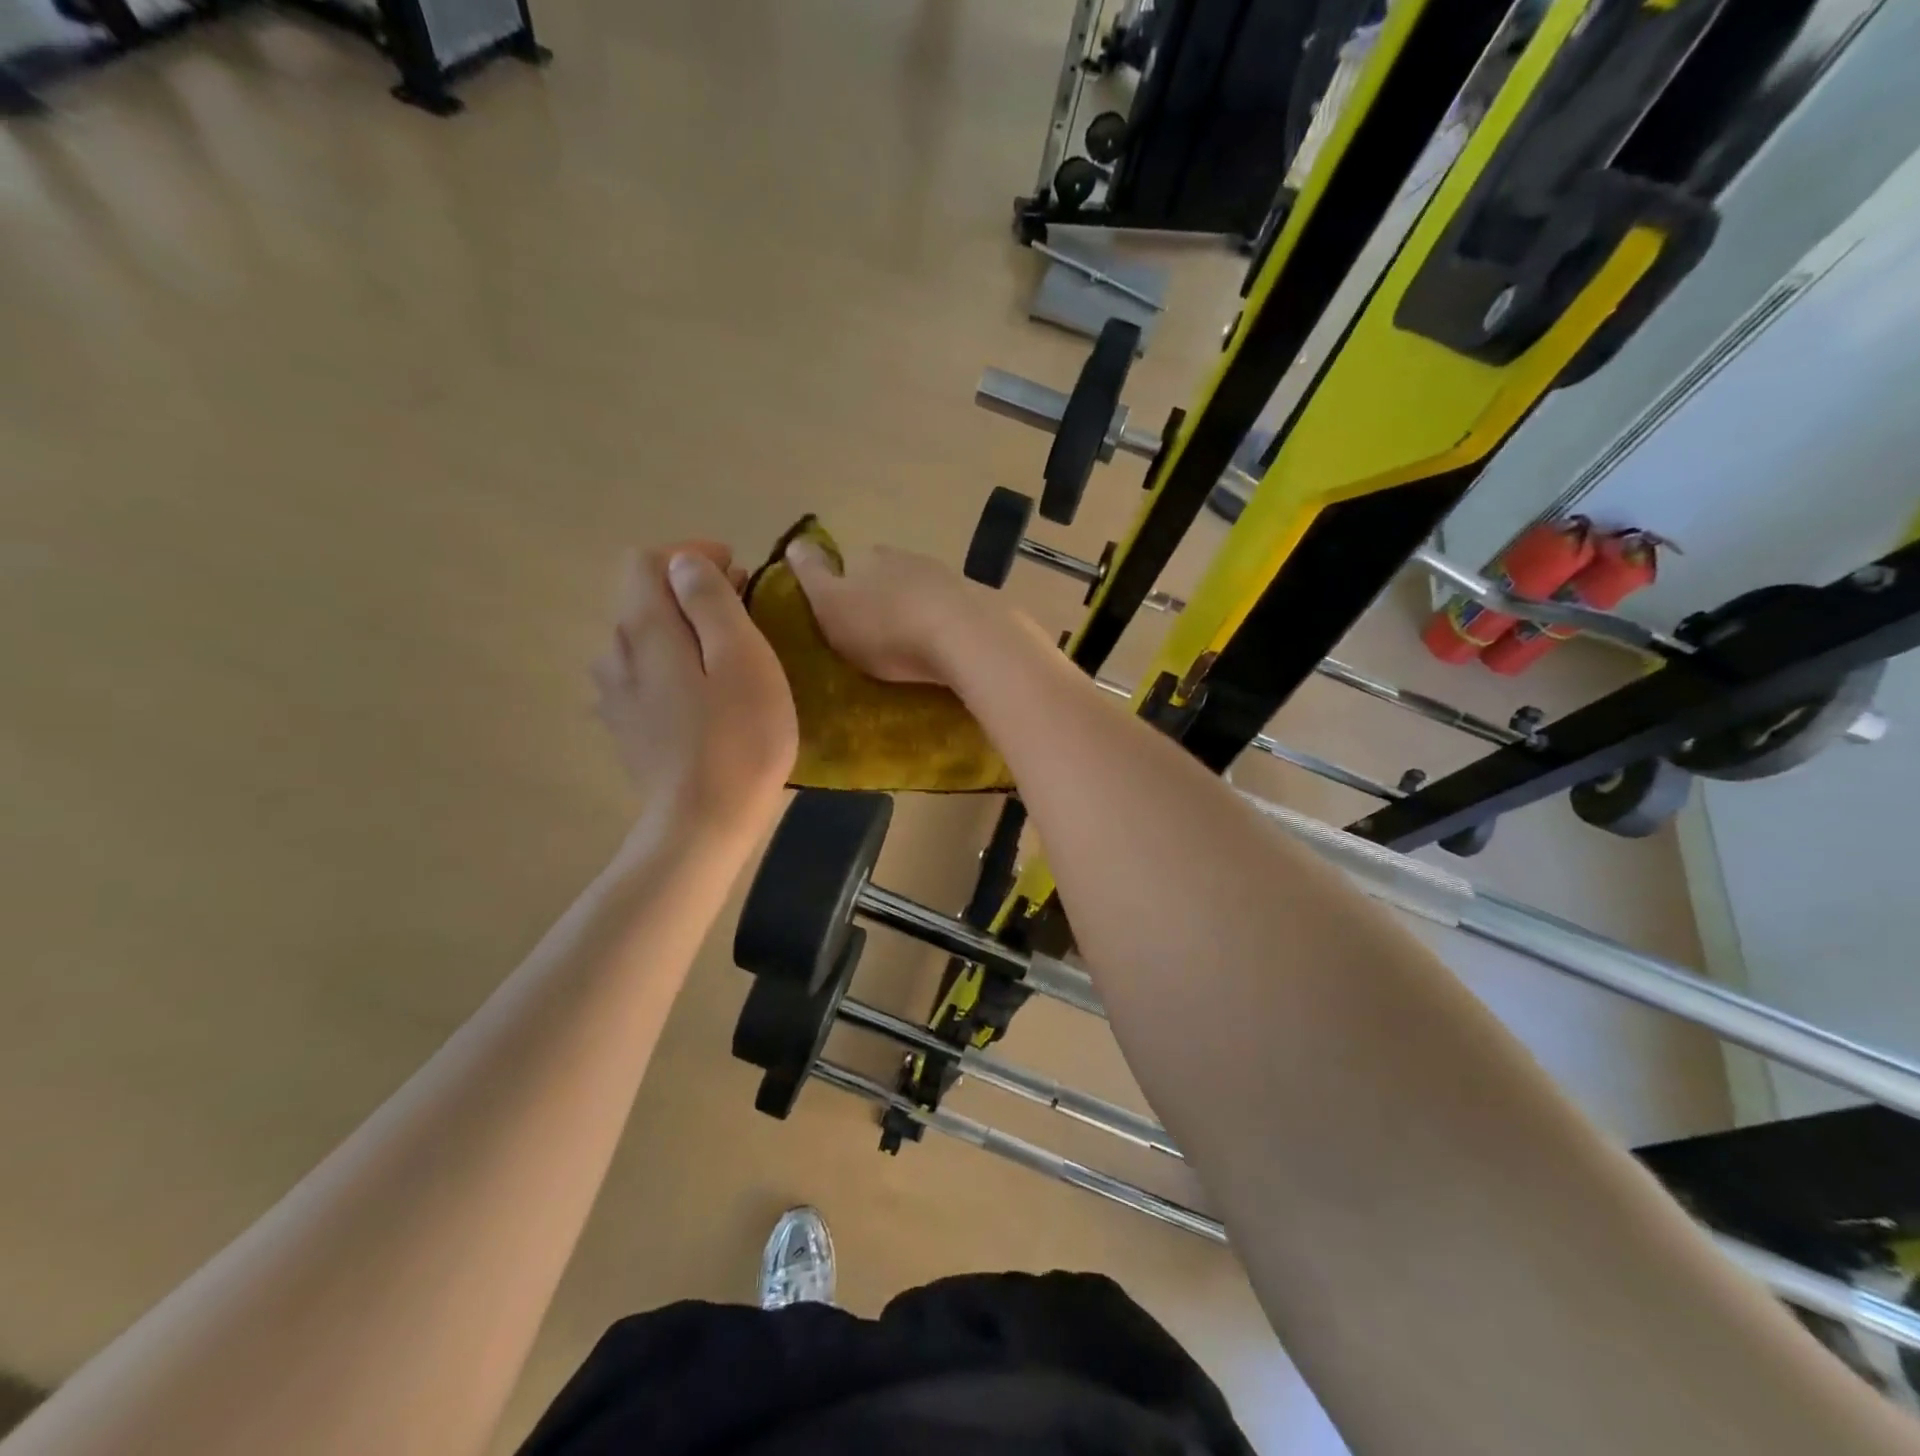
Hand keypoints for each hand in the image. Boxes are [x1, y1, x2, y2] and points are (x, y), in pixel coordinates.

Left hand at [592, 543, 797, 835]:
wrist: (703, 824)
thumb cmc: (738, 739)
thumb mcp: (742, 658)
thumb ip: (711, 601)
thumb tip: (685, 564)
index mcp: (642, 629)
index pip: (648, 561)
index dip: (692, 556)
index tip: (739, 573)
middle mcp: (615, 652)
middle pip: (644, 597)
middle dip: (692, 591)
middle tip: (745, 610)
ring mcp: (615, 694)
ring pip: (644, 637)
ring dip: (684, 628)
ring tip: (729, 651)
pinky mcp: (626, 726)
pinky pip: (645, 673)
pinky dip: (675, 663)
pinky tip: (706, 693)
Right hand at [784, 537, 991, 684]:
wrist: (957, 642)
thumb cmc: (883, 628)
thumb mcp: (830, 605)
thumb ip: (811, 575)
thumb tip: (795, 541)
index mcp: (871, 556)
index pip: (852, 565)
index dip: (846, 589)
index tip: (846, 618)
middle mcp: (910, 558)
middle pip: (889, 577)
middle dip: (882, 600)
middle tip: (877, 636)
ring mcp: (946, 579)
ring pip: (920, 592)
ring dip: (913, 612)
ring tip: (909, 645)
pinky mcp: (973, 604)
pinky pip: (948, 613)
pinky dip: (940, 625)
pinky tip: (938, 647)